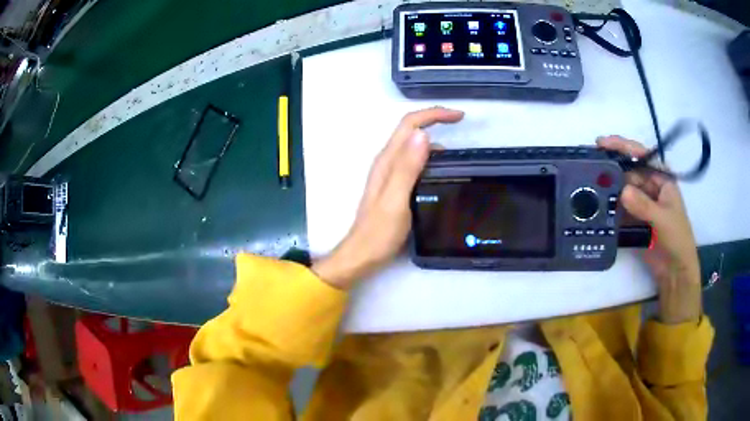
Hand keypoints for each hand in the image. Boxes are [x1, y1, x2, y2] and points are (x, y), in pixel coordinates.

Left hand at [312, 107, 464, 289]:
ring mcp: (390, 173)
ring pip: (413, 146)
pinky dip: (430, 158)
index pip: (409, 125)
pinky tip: (442, 172)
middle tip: (460, 124)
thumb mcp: (396, 199)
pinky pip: (414, 162)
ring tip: (457, 152)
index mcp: (387, 161)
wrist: (364, 254)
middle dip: (435, 120)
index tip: (459, 116)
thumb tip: (422, 134)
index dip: (433, 115)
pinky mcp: (395, 185)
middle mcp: (387, 162)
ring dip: (434, 139)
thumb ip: (407, 167)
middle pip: (410, 130)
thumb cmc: (379, 232)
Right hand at [597, 136, 701, 323]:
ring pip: (622, 189)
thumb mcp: (663, 220)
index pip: (641, 156)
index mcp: (662, 179)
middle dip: (612, 168)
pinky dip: (610, 206)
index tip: (602, 143)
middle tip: (590, 166)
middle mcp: (650, 186)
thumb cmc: (677, 239)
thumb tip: (622, 191)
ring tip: (588, 184)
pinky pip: (620, 207)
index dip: (623, 146)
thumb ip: (644, 206)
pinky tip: (596, 204)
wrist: (675, 271)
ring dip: (609, 187)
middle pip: (629, 171)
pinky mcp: (634, 219)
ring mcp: (642, 203)